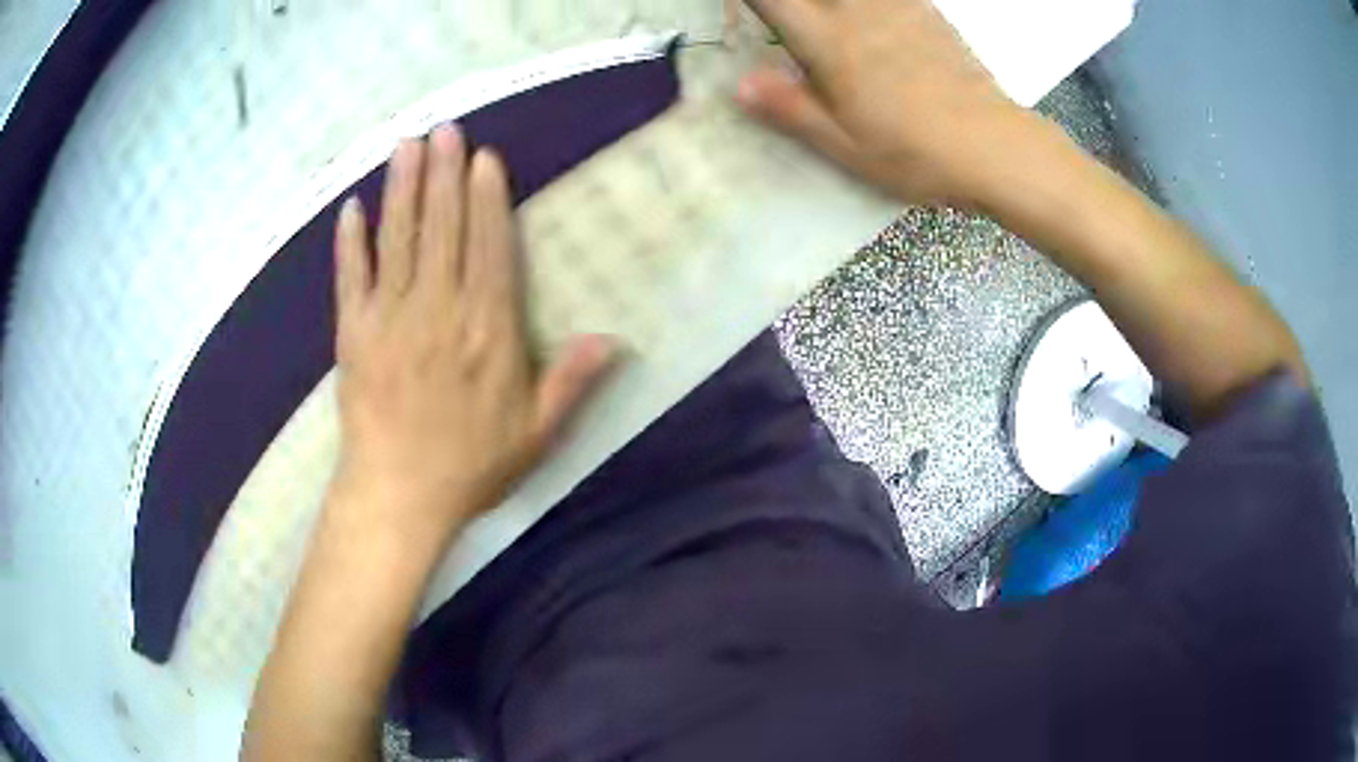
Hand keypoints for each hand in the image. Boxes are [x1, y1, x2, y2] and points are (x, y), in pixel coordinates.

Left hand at [331, 125, 614, 545]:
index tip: (484, 157)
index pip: (489, 246)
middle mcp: (439, 308)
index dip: (487, 197)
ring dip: (402, 188)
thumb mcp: (537, 431)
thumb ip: (572, 381)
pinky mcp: (352, 333)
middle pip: (442, 227)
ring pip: (398, 238)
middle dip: (443, 173)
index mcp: (487, 327)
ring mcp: (390, 316)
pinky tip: (352, 207)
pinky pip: (350, 277)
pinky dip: (349, 241)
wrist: (399, 496)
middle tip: (445, 128)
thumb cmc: (471, 466)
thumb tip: (615, 339)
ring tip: (406, 146)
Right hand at [737, 0, 1042, 207]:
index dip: (747, 1)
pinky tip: (870, 19)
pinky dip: (867, 5)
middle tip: (791, 24)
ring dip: (832, 5)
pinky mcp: (926, 11)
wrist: (991, 145)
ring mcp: (896, 6)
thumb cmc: (914, 151)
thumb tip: (740, 85)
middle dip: (794, 4)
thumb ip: (788, 109)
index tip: (744, 13)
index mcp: (828, 40)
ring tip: (831, 25)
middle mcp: (857, 10)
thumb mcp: (842, 144)